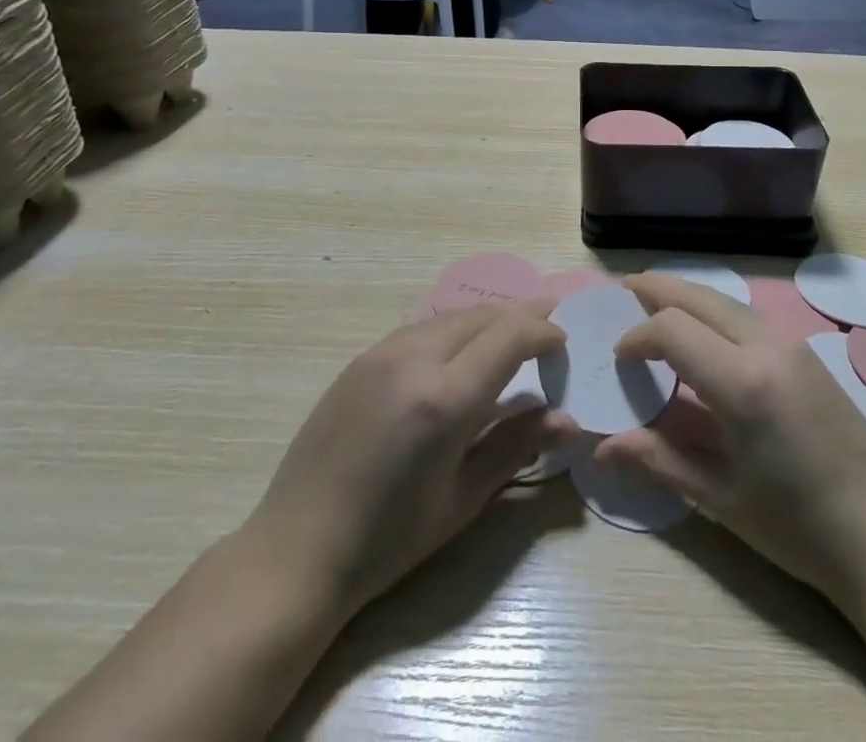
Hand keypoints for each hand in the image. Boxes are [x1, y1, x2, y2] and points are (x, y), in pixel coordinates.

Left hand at [241, 303, 574, 622]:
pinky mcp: (361, 358)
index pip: (510, 336)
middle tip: (547, 333)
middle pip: (483, 316)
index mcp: (445, 398)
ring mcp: (382, 352)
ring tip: (508, 341)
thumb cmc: (389, 539)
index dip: (543, 331)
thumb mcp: (463, 498)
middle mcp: (415, 359)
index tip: (562, 343)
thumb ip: (517, 446)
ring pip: (452, 316)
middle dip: (521, 319)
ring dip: (487, 322)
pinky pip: (421, 329)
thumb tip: (568, 420)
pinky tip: (458, 355)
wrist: (297, 550)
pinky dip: (453, 331)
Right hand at [596, 275, 865, 605]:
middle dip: (658, 290)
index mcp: (742, 382)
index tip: (619, 359)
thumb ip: (659, 460)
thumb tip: (602, 447)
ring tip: (657, 303)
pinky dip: (715, 310)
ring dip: (688, 296)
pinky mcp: (807, 353)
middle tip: (624, 291)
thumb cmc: (798, 527)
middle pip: (700, 297)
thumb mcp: (721, 499)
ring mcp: (792, 344)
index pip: (672, 329)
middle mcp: (767, 346)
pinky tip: (704, 331)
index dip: (637, 336)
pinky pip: (749, 315)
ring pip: (726, 300)